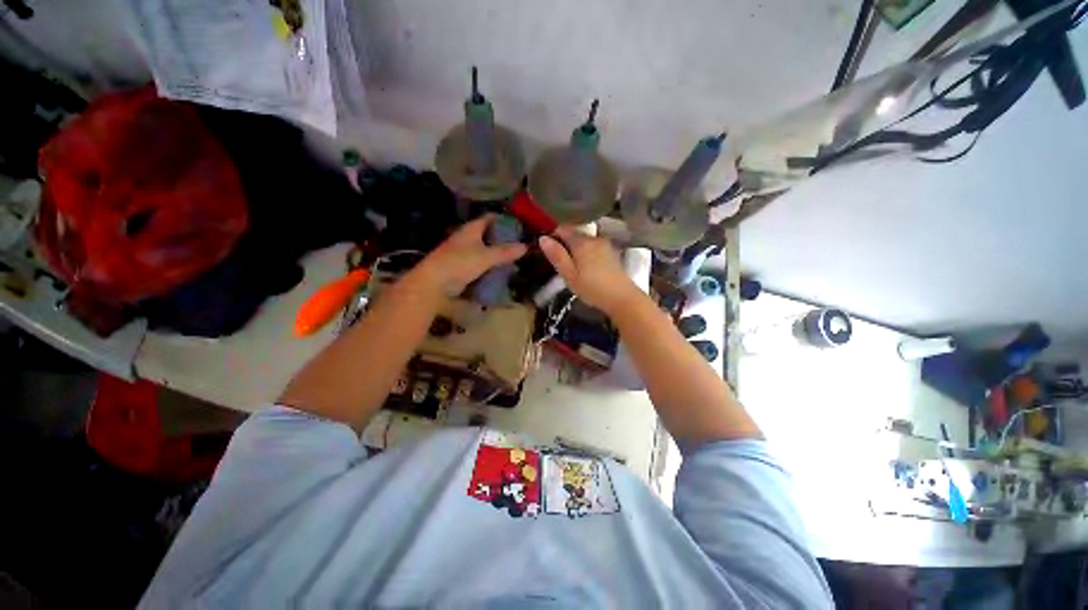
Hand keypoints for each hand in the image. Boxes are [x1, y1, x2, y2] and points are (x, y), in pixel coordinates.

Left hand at [409, 214, 527, 297]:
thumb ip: (505, 252)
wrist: (434, 283)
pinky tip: (501, 272)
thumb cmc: (459, 263)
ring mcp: (463, 253)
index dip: (503, 219)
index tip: (518, 225)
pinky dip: (490, 266)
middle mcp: (466, 238)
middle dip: (503, 239)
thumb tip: (525, 246)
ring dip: (497, 255)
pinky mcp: (461, 268)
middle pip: (487, 235)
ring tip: (514, 260)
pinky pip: (480, 264)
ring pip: (484, 250)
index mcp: (471, 230)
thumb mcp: (486, 257)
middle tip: (520, 245)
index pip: (489, 218)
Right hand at [538, 226, 640, 314]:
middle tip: (560, 265)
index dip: (552, 237)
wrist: (622, 298)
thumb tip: (542, 238)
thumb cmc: (592, 288)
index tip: (548, 252)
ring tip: (572, 268)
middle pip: (574, 234)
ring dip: (575, 250)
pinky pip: (593, 247)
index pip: (562, 229)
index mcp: (582, 242)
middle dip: (564, 245)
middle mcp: (594, 238)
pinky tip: (586, 268)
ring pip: (584, 241)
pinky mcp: (611, 252)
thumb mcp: (570, 275)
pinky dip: (586, 253)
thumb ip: (557, 256)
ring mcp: (604, 244)